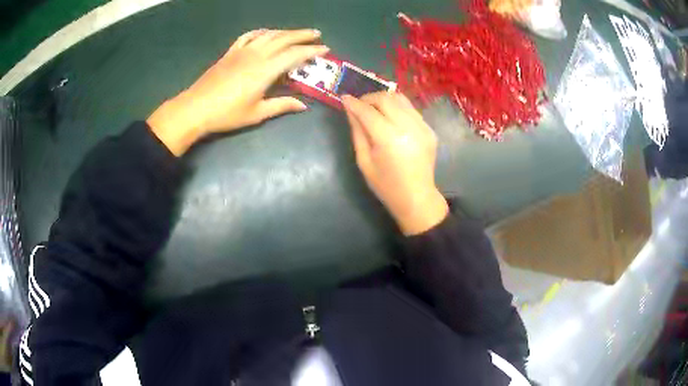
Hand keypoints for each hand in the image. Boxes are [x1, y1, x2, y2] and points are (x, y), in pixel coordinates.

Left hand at [147, 29, 328, 155]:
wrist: (196, 108)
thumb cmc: (227, 114)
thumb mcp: (256, 113)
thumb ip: (281, 105)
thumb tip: (303, 105)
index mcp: (265, 70)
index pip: (294, 55)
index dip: (311, 51)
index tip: (325, 49)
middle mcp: (256, 55)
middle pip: (283, 39)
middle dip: (302, 35)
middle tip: (316, 34)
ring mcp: (242, 51)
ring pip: (268, 35)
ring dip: (285, 31)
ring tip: (296, 33)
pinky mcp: (230, 52)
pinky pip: (248, 36)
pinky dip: (261, 32)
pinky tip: (266, 33)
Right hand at [342, 92, 447, 235]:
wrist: (416, 197)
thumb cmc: (385, 185)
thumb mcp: (364, 161)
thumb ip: (358, 132)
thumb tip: (350, 110)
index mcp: (389, 139)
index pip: (368, 112)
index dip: (354, 103)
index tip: (344, 98)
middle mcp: (408, 127)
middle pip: (386, 99)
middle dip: (369, 98)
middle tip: (360, 105)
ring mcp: (422, 127)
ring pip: (400, 99)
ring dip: (384, 100)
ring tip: (374, 109)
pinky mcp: (429, 129)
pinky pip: (410, 109)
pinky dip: (397, 108)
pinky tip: (391, 119)